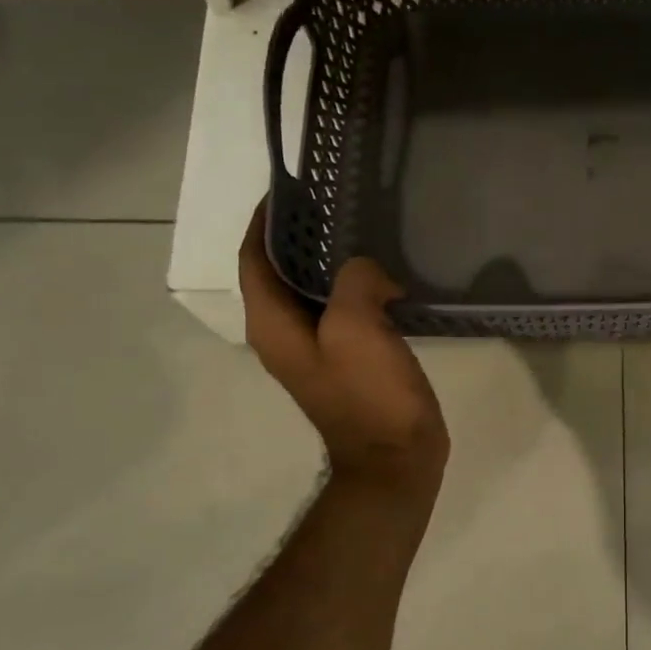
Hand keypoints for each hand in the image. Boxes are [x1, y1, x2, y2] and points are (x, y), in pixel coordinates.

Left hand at [239, 202, 448, 487]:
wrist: (396, 460)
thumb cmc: (370, 397)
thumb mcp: (357, 329)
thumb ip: (355, 282)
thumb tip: (368, 272)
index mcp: (272, 325)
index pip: (253, 259)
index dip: (265, 221)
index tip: (293, 189)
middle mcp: (284, 335)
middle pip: (280, 271)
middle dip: (301, 235)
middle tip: (336, 204)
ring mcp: (316, 350)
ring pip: (313, 291)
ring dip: (330, 261)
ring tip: (362, 231)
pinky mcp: (347, 361)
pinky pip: (342, 310)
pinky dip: (355, 288)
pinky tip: (385, 277)